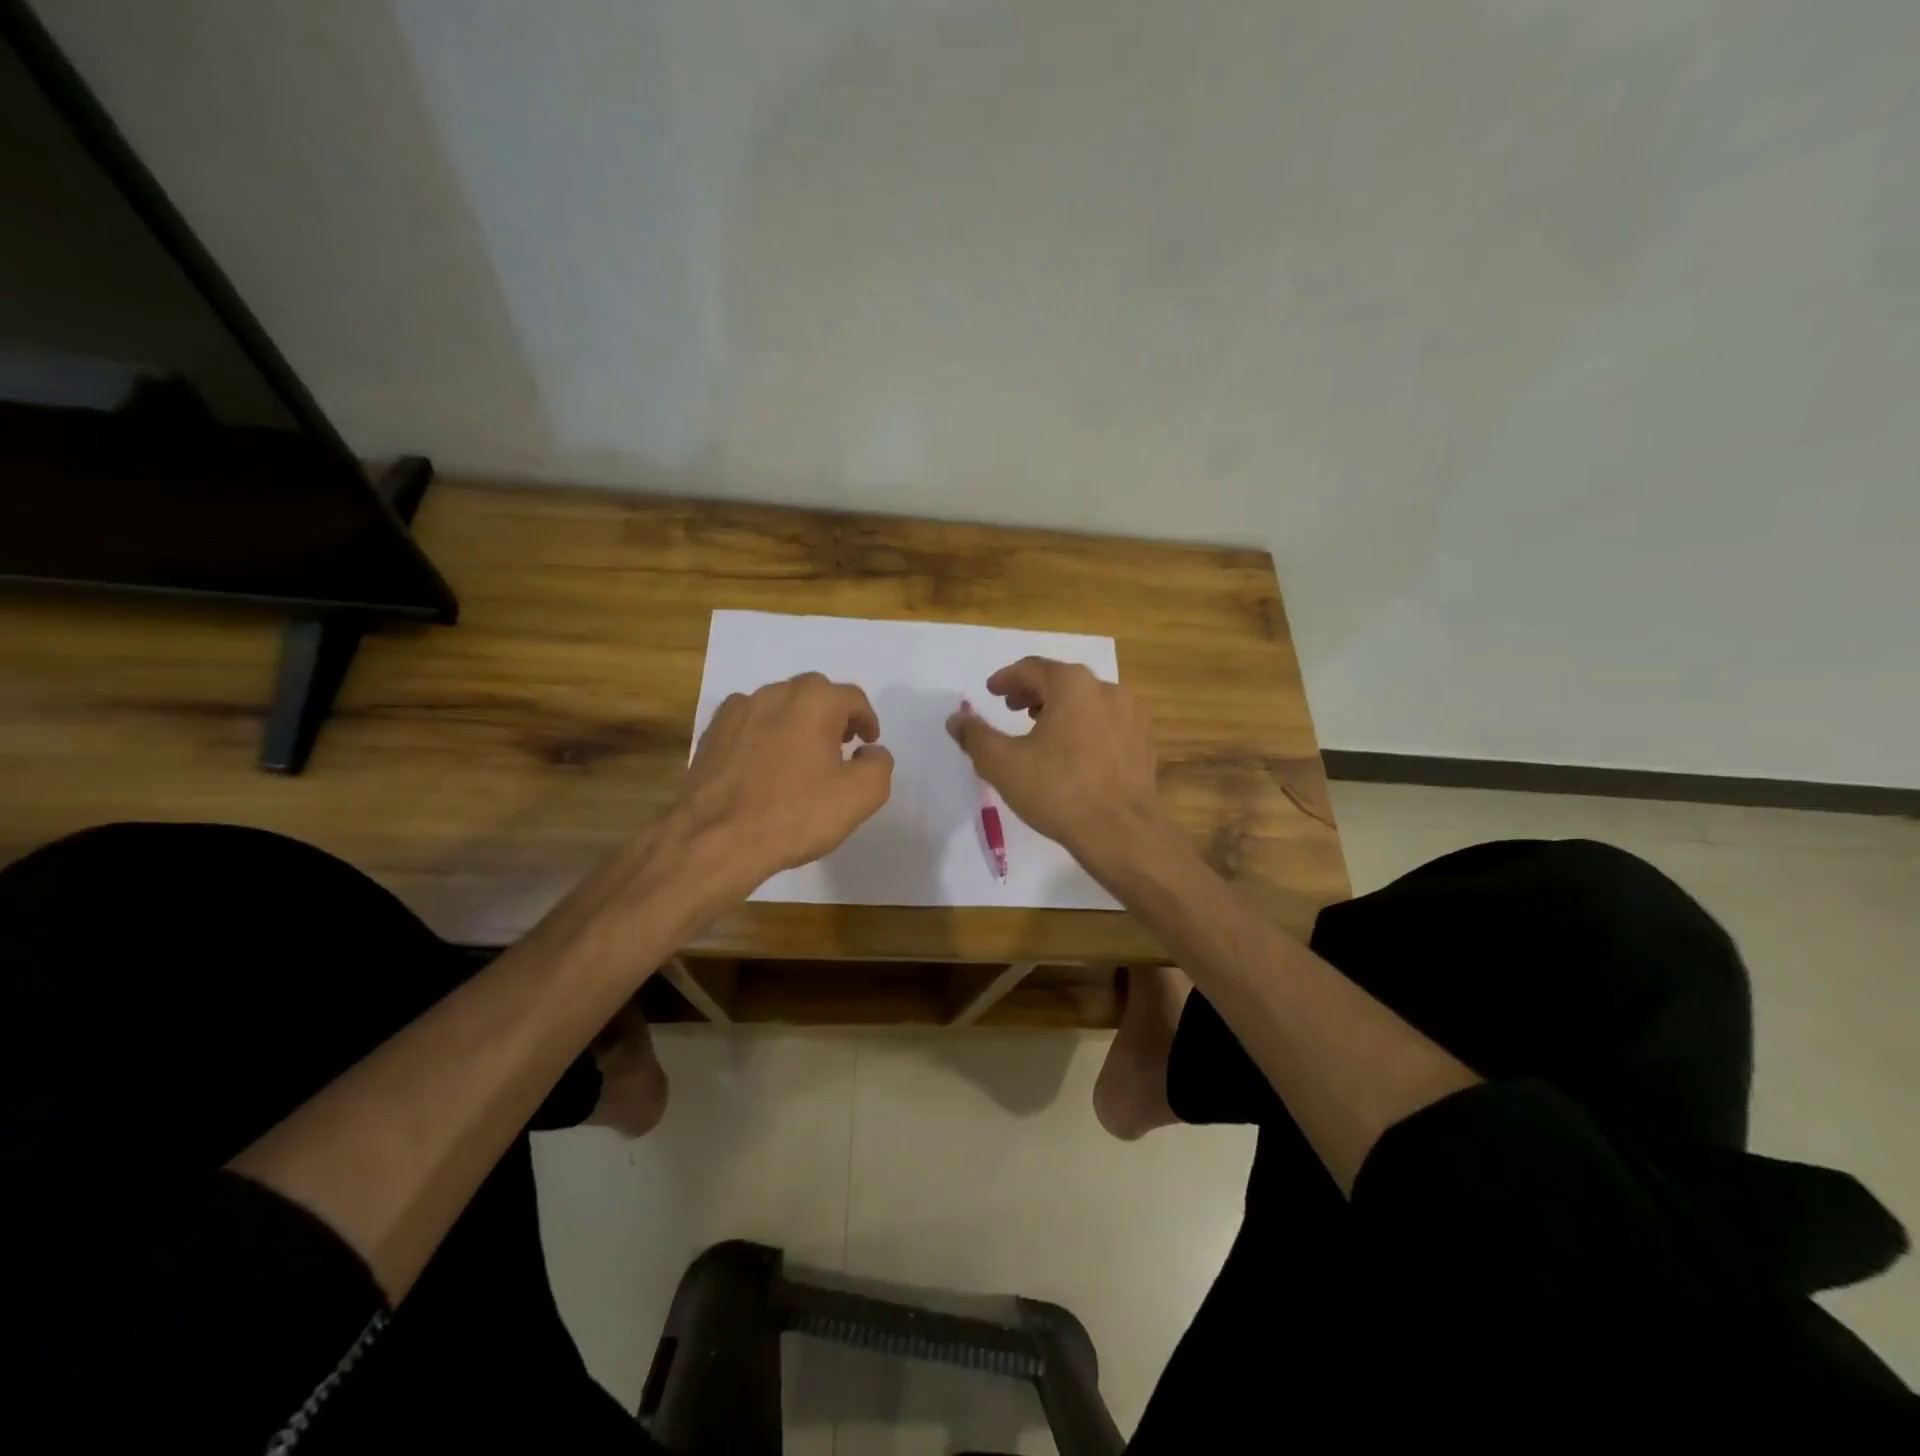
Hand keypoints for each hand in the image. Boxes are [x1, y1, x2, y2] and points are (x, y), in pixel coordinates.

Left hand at [677, 672, 893, 895]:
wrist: (716, 839)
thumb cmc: (795, 814)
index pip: (853, 698)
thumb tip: (869, 751)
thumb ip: (879, 764)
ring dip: (796, 724)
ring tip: (801, 758)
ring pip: (779, 707)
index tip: (867, 744)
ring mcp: (738, 711)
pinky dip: (764, 736)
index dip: (866, 720)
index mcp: (815, 700)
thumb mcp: (861, 795)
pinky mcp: (712, 733)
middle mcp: (775, 693)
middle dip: (832, 716)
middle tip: (839, 747)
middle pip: (815, 695)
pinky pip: (749, 724)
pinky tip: (764, 766)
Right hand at [946, 657, 1165, 867]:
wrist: (1122, 832)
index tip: (992, 691)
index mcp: (1073, 685)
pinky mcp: (1143, 743)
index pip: (1033, 669)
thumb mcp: (1002, 763)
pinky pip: (1106, 724)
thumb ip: (975, 736)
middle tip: (1011, 708)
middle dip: (1033, 692)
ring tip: (1039, 729)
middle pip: (1062, 681)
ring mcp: (1131, 716)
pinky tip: (1073, 753)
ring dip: (1059, 709)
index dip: (1007, 679)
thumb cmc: (1058, 790)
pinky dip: (1084, 727)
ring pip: (1087, 701)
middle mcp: (1107, 690)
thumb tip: (956, 719)